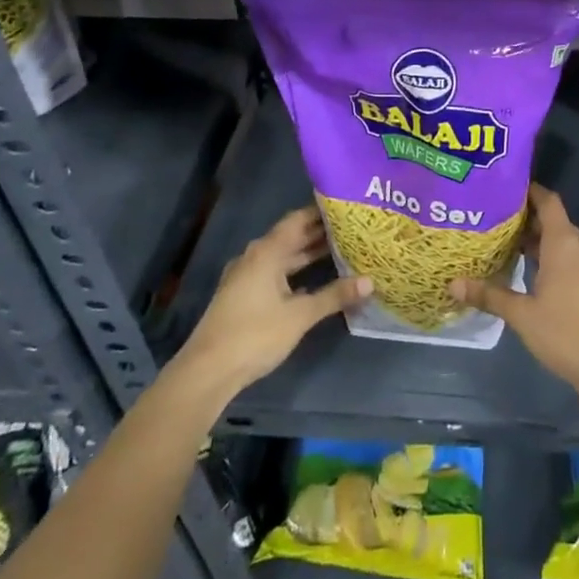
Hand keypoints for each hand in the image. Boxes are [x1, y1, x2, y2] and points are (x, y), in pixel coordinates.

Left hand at [174, 208, 369, 395]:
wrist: (207, 371)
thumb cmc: (255, 334)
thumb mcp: (301, 315)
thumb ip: (335, 295)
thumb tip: (370, 281)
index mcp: (267, 251)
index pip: (298, 219)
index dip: (322, 211)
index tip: (349, 206)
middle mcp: (256, 257)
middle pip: (292, 236)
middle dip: (321, 232)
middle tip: (354, 228)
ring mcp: (248, 276)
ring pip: (284, 256)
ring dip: (310, 253)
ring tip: (343, 249)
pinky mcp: (244, 295)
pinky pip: (276, 272)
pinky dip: (297, 271)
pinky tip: (318, 279)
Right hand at [449, 184, 578, 388]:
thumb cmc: (563, 331)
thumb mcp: (521, 315)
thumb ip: (489, 295)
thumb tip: (453, 284)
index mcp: (564, 243)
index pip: (548, 202)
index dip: (530, 193)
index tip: (508, 191)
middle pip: (556, 222)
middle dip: (530, 221)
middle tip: (499, 225)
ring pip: (566, 242)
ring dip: (543, 242)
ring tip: (512, 249)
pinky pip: (576, 259)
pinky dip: (557, 258)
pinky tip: (536, 274)